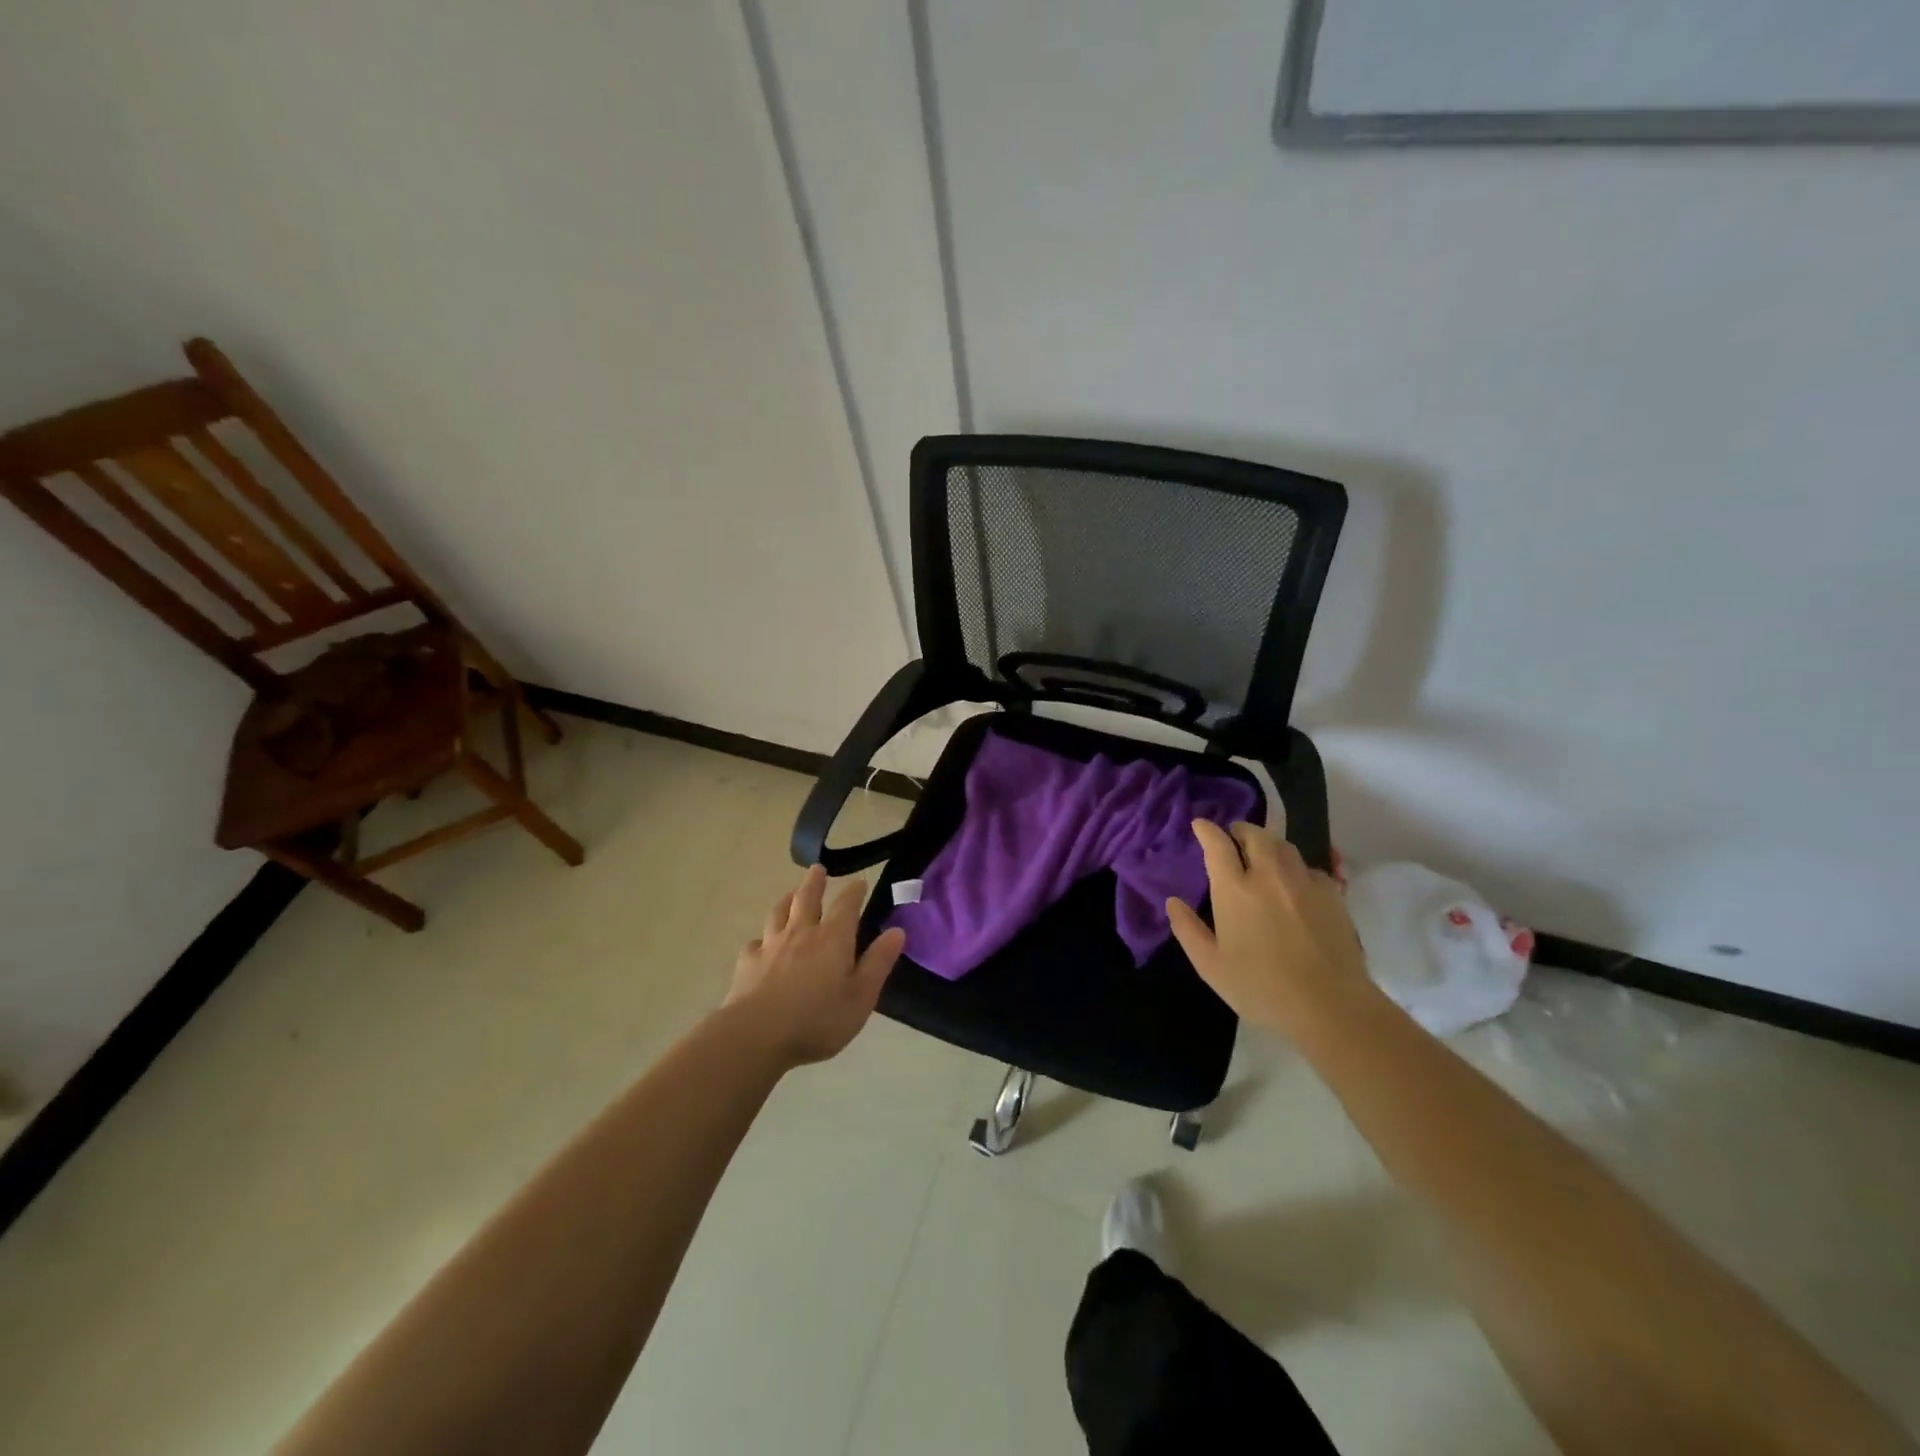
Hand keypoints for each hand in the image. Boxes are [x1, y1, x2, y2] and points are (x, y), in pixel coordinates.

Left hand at [725, 864, 906, 1067]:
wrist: (757, 1036)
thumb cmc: (817, 1020)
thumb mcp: (861, 997)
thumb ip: (878, 962)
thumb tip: (897, 931)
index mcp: (833, 939)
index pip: (846, 905)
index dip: (854, 892)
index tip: (859, 881)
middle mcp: (801, 933)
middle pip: (807, 898)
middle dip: (815, 882)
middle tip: (817, 868)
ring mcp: (771, 945)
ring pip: (779, 913)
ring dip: (787, 899)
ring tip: (791, 893)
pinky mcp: (748, 963)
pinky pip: (755, 943)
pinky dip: (761, 938)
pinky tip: (761, 943)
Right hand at [1166, 820, 1374, 1037]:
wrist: (1331, 1006)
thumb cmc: (1262, 988)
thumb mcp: (1211, 966)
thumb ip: (1188, 930)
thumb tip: (1173, 902)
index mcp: (1235, 890)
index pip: (1218, 845)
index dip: (1207, 830)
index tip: (1200, 825)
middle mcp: (1269, 876)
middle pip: (1255, 835)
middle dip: (1240, 831)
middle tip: (1233, 838)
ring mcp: (1304, 882)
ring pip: (1284, 847)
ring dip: (1268, 844)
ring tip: (1263, 855)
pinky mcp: (1333, 896)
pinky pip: (1310, 868)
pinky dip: (1296, 868)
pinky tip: (1295, 884)